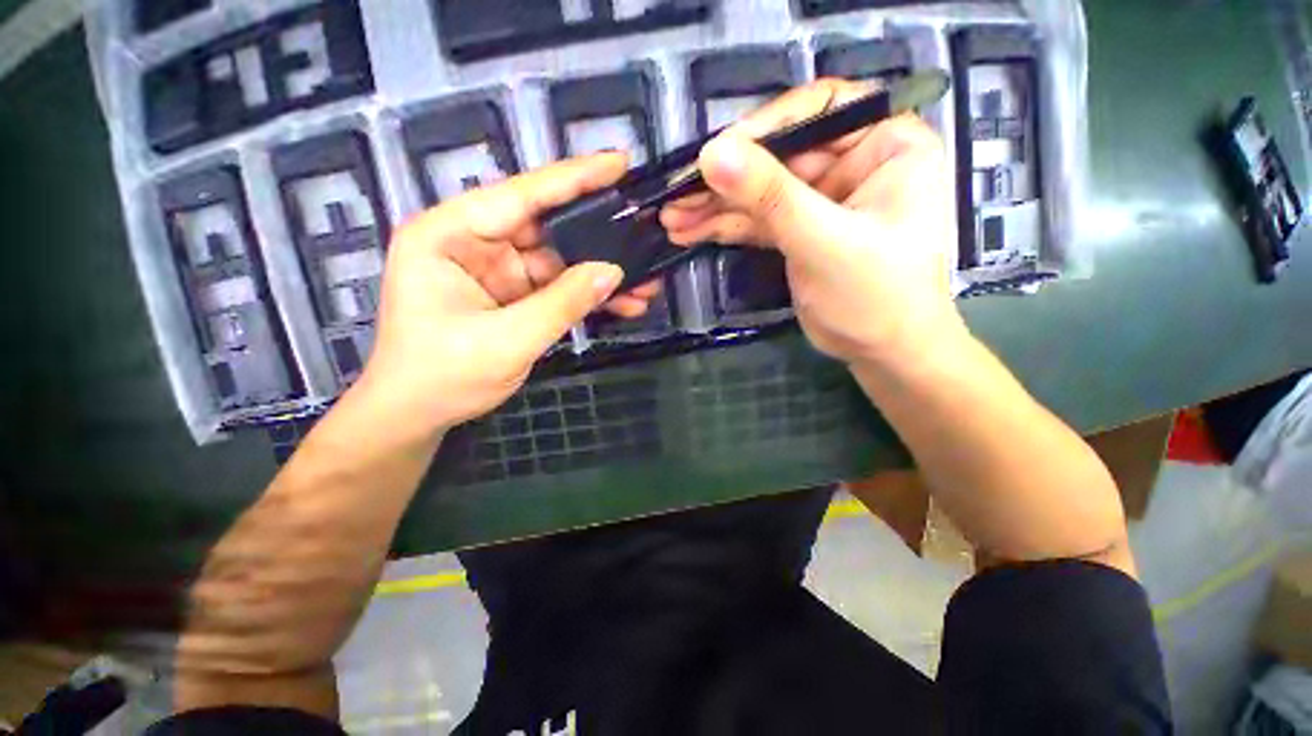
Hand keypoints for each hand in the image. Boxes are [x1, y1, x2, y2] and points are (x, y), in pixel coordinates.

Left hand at [351, 153, 659, 439]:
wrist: (418, 415)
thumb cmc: (442, 376)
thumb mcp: (506, 341)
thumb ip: (561, 304)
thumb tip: (613, 271)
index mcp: (449, 235)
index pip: (519, 196)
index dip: (572, 178)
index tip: (619, 163)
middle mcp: (473, 243)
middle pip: (546, 227)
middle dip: (597, 235)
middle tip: (643, 229)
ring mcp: (497, 271)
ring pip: (559, 261)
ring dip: (599, 274)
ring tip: (645, 281)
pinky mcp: (514, 296)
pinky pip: (558, 288)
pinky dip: (587, 296)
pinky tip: (622, 303)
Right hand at [661, 79, 964, 367]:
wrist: (881, 351)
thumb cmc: (875, 294)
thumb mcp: (823, 241)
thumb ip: (770, 196)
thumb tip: (713, 154)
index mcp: (885, 143)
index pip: (818, 109)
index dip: (763, 126)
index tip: (714, 153)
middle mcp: (853, 161)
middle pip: (777, 155)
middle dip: (725, 180)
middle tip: (675, 195)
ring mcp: (821, 198)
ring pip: (760, 192)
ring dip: (714, 207)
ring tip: (672, 218)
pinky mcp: (798, 230)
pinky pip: (756, 220)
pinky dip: (723, 227)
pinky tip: (688, 231)